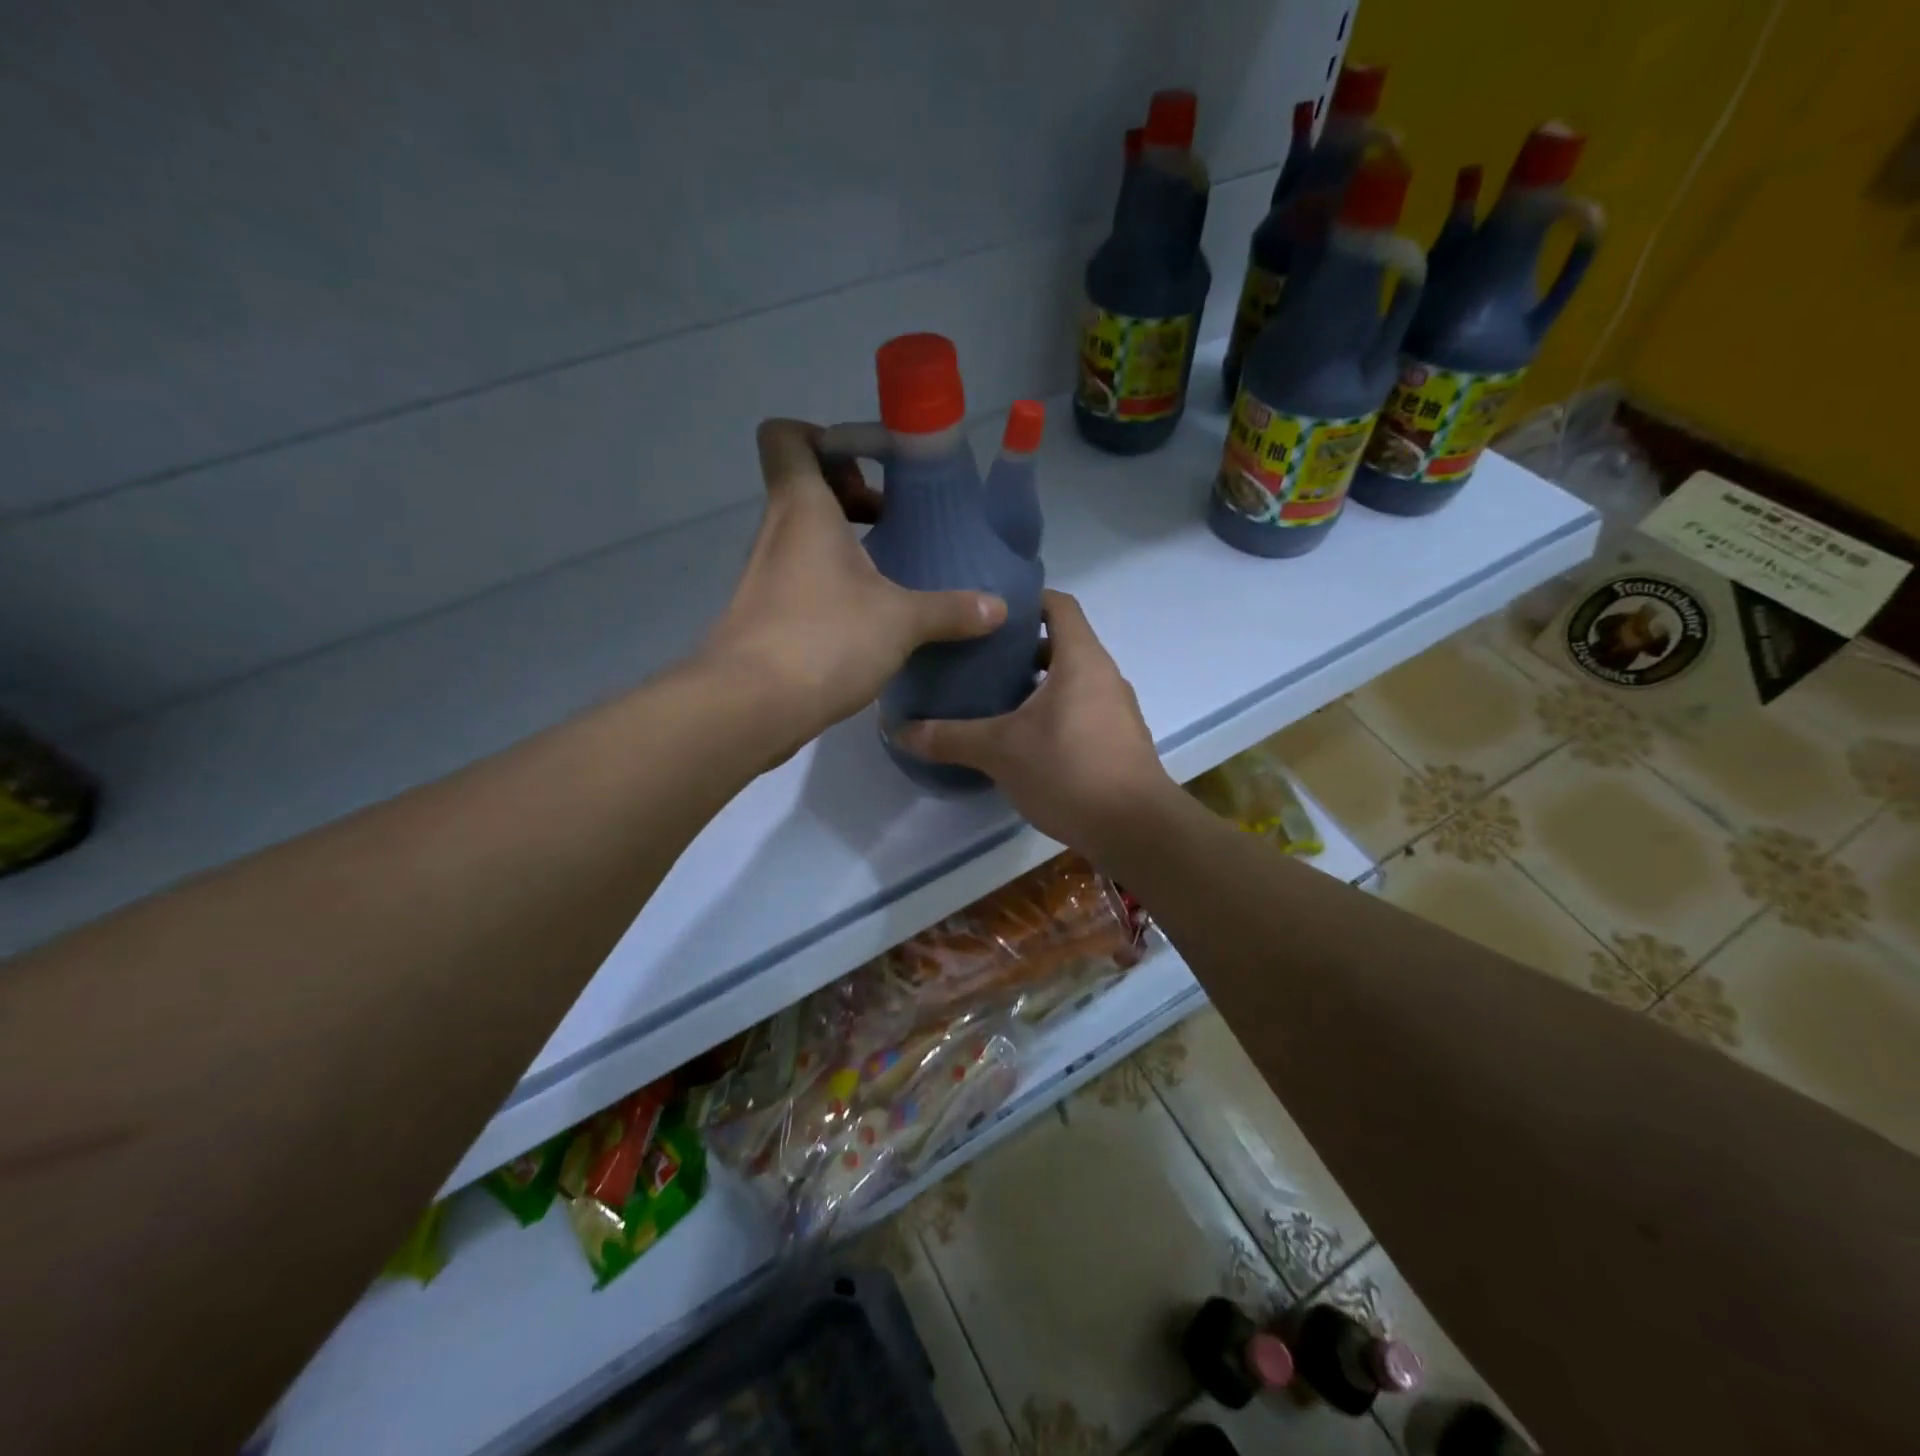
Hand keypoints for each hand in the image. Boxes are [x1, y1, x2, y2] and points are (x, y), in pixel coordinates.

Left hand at [701, 419, 1005, 756]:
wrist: (750, 708)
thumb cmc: (824, 639)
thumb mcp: (901, 621)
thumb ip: (950, 610)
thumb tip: (998, 607)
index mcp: (803, 508)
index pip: (787, 437)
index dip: (824, 438)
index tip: (869, 468)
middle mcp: (776, 533)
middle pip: (803, 488)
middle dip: (851, 497)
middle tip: (893, 525)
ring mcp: (764, 577)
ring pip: (803, 539)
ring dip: (844, 547)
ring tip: (891, 576)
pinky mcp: (763, 617)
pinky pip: (800, 581)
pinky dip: (830, 586)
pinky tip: (867, 621)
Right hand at [895, 591, 1176, 851]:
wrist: (1135, 829)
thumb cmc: (1069, 770)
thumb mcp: (1000, 751)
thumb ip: (949, 738)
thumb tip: (898, 730)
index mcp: (1081, 659)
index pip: (1058, 605)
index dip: (1025, 600)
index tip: (988, 611)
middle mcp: (1104, 676)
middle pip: (1062, 643)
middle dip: (1021, 648)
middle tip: (977, 659)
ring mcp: (1116, 710)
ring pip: (1071, 681)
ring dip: (1036, 684)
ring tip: (993, 698)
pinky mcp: (1118, 741)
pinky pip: (1081, 710)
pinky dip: (1053, 713)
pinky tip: (1023, 739)